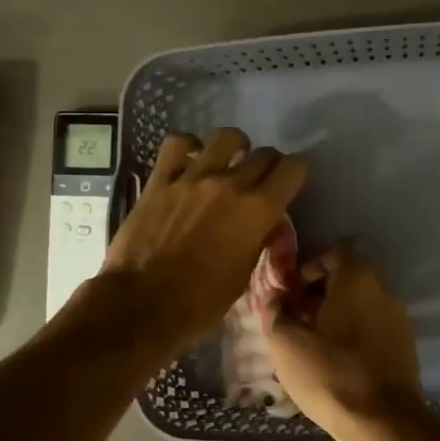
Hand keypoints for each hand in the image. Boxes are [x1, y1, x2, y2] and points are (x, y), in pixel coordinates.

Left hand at [99, 128, 306, 351]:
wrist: (143, 302)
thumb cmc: (200, 301)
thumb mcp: (243, 275)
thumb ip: (257, 240)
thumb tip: (262, 225)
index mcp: (258, 211)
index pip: (293, 170)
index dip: (296, 173)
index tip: (290, 183)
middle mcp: (230, 184)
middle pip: (264, 154)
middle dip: (269, 164)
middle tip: (261, 180)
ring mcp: (193, 178)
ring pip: (226, 138)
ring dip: (235, 146)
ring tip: (230, 158)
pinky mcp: (161, 180)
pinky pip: (177, 145)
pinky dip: (189, 146)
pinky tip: (190, 158)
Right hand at [264, 242, 424, 440]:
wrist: (384, 421)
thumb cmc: (331, 373)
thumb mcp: (286, 343)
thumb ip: (276, 312)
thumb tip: (276, 299)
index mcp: (357, 278)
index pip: (335, 251)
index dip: (310, 267)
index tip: (292, 293)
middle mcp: (384, 289)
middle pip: (349, 276)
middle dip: (320, 292)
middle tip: (297, 318)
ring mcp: (399, 317)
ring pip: (362, 303)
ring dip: (337, 314)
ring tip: (313, 342)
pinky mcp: (406, 345)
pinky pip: (374, 326)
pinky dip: (355, 332)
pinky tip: (337, 360)